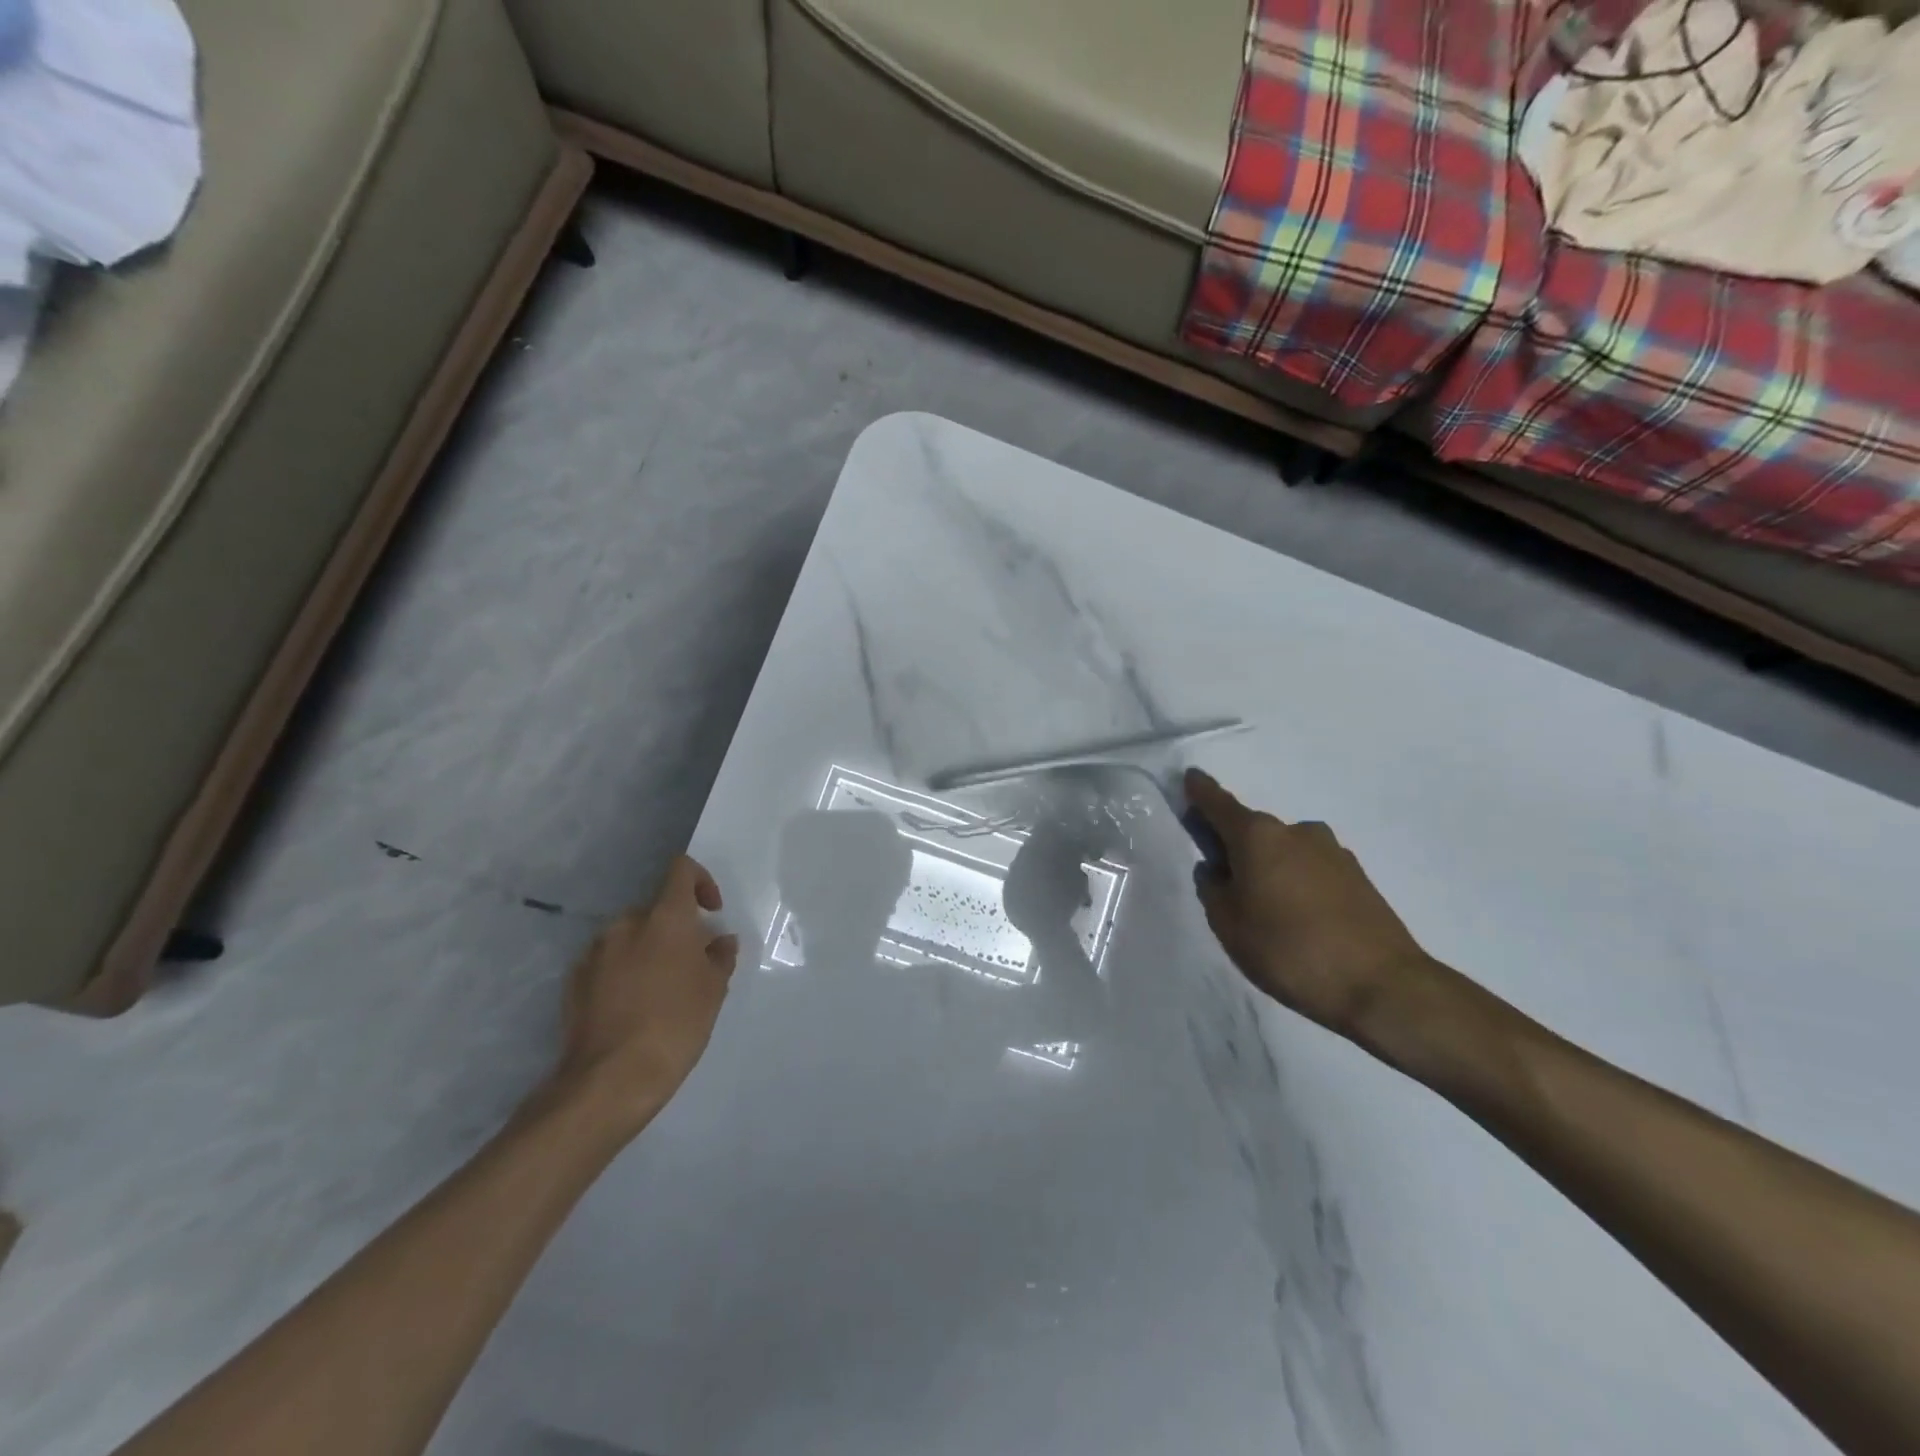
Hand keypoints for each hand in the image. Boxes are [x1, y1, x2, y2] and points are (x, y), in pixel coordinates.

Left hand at [548, 855, 739, 1135]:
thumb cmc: (675, 1025)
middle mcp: (626, 924)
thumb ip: (720, 956)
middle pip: (656, 908)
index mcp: (665, 917)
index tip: (711, 912)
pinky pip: (607, 962)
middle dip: (675, 928)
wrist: (609, 1079)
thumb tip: (719, 940)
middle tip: (691, 963)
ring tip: (661, 989)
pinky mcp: (574, 981)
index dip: (701, 881)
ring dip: (648, 950)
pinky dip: (623, 972)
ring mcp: (595, 952)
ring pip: (630, 936)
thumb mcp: (713, 990)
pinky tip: (633, 1007)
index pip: (681, 870)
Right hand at [1184, 770, 1441, 1051]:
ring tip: (1265, 911)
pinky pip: (1311, 870)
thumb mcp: (1229, 925)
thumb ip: (1213, 890)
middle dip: (1235, 846)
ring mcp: (1332, 852)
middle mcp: (1295, 831)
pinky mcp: (1357, 876)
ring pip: (1284, 851)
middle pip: (1253, 830)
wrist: (1382, 986)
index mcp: (1258, 836)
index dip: (1200, 792)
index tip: (1189, 778)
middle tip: (1224, 882)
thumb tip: (1216, 870)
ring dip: (1269, 867)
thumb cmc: (1289, 950)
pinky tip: (1298, 919)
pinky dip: (1296, 883)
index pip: (1219, 803)